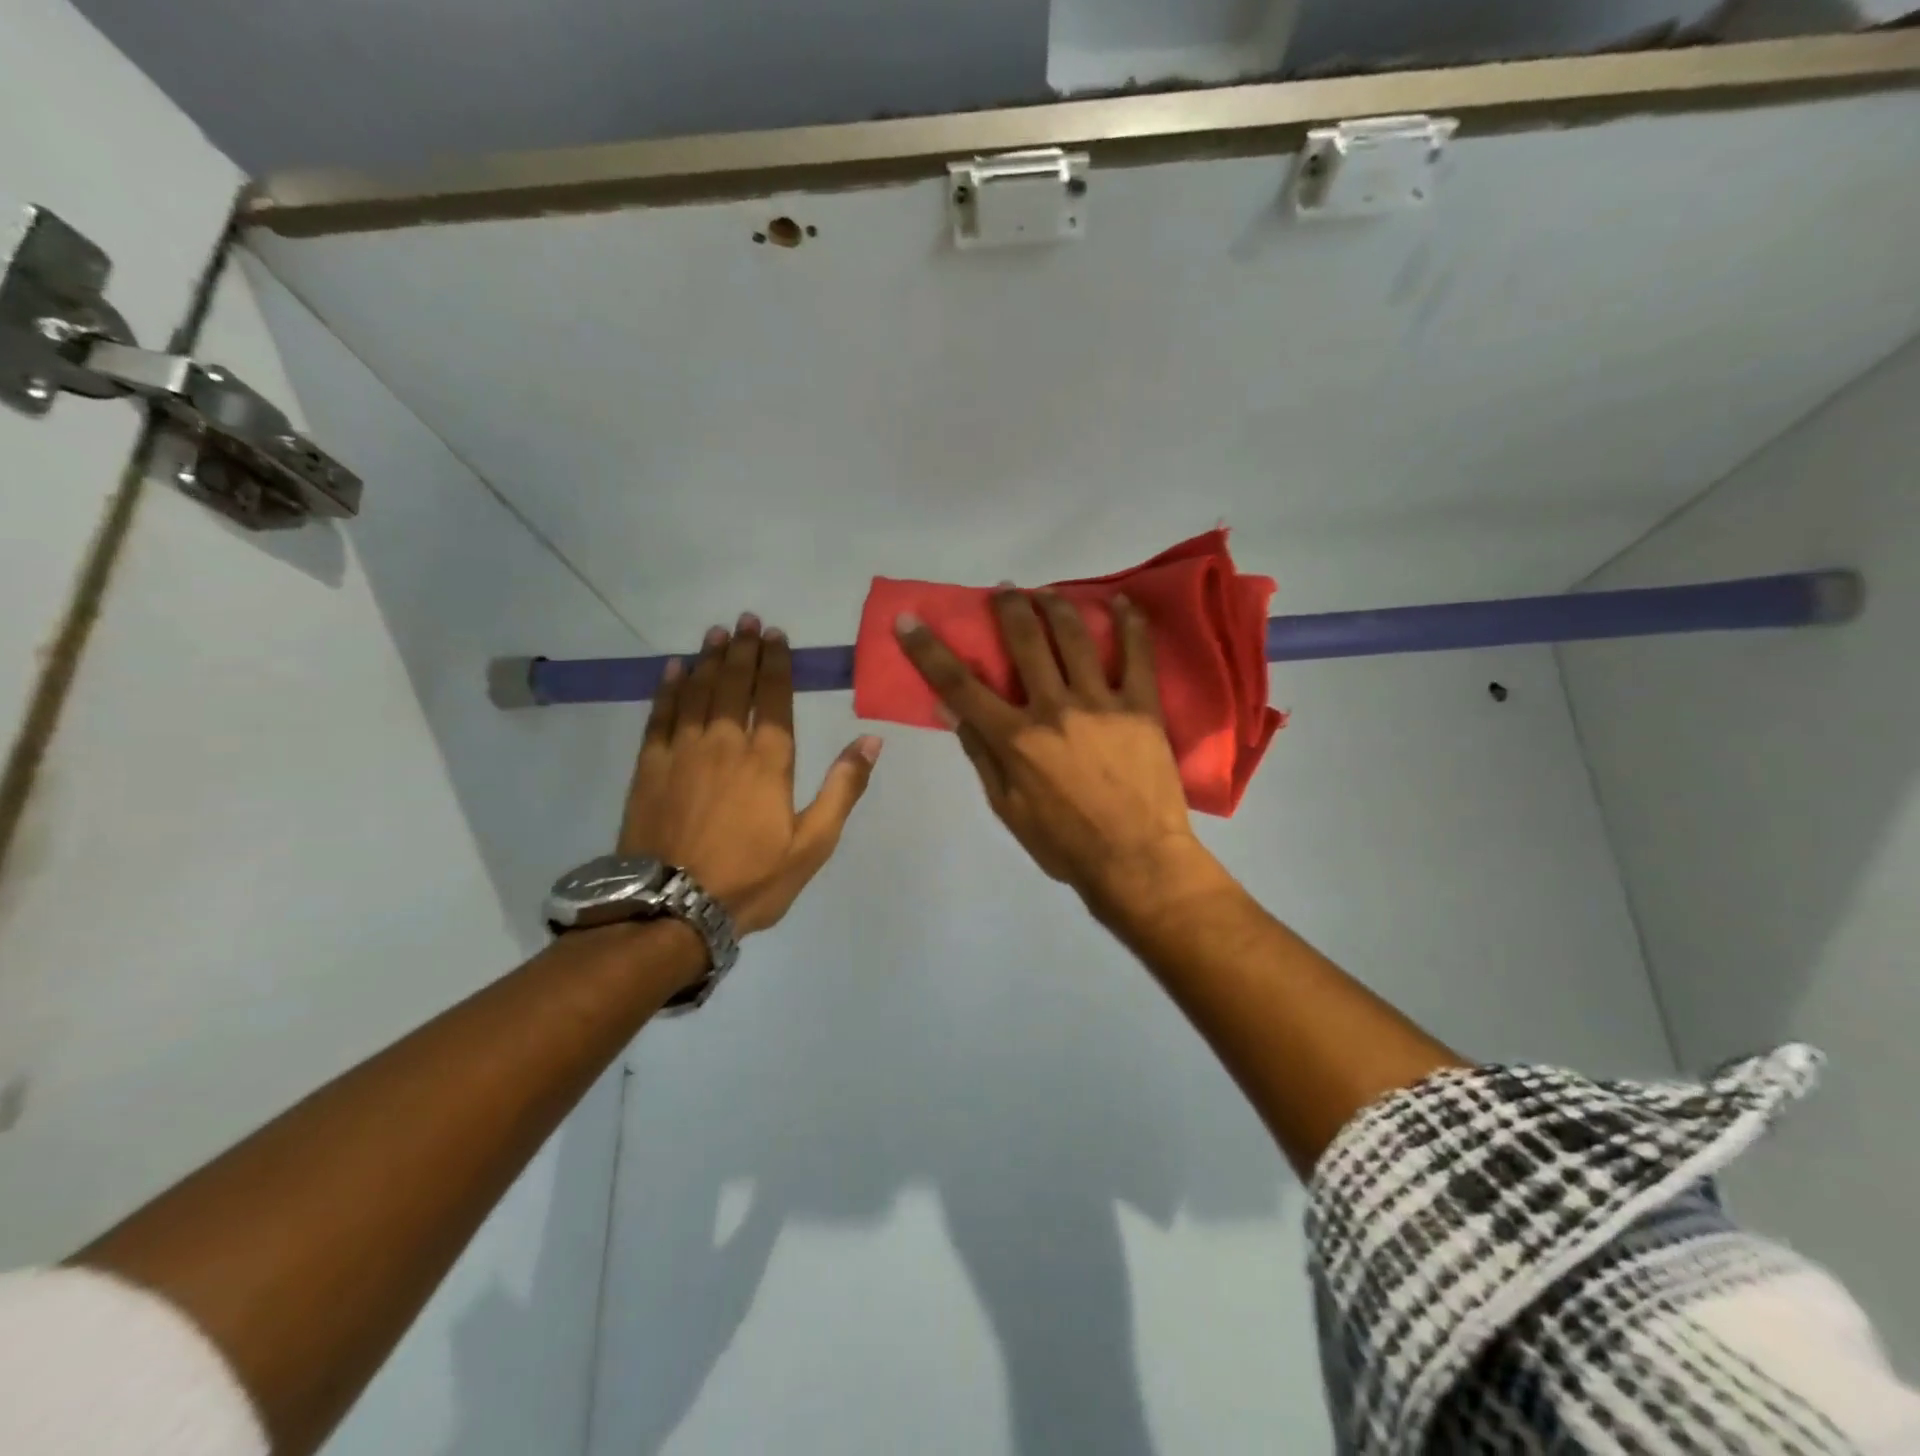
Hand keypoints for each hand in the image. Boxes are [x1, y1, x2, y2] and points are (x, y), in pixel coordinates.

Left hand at [619, 614, 880, 934]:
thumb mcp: (813, 843)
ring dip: (708, 660)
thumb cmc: (751, 878)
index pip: (774, 698)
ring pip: (697, 692)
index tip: (776, 636)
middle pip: (734, 685)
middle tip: (746, 620)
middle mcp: (725, 743)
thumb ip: (842, 788)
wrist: (671, 908)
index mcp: (768, 760)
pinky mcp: (650, 767)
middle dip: (742, 650)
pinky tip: (673, 670)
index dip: (776, 664)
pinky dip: (668, 689)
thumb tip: (870, 740)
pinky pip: (660, 715)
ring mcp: (683, 752)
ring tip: (716, 633)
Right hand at [896, 588, 1221, 921]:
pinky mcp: (1141, 706)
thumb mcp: (1007, 807)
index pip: (960, 684)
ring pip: (1074, 637)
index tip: (910, 621)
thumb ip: (980, 753)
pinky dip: (1129, 624)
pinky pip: (1137, 655)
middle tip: (1002, 589)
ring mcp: (1101, 703)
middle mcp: (1053, 708)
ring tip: (1046, 591)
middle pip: (1024, 642)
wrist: (1136, 861)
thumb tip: (949, 709)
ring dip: (1056, 605)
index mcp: (1015, 738)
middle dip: (1007, 608)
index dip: (929, 650)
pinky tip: (1120, 601)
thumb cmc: (1064, 843)